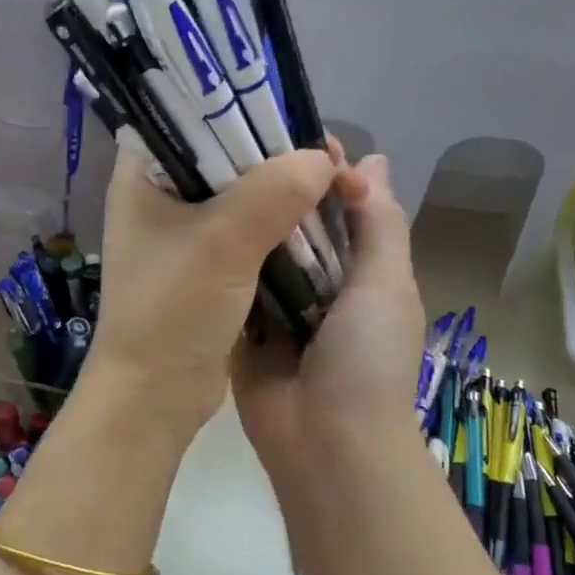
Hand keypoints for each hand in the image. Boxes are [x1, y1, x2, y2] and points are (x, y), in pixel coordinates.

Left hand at [86, 142, 338, 440]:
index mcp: (144, 176)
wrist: (155, 395)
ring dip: (288, 192)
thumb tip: (322, 161)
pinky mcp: (208, 266)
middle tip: (332, 159)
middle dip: (281, 155)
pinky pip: (251, 231)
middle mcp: (161, 197)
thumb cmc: (173, 310)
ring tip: (337, 185)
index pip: (192, 116)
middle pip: (227, 154)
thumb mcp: (223, 243)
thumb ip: (274, 192)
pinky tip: (320, 222)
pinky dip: (283, 226)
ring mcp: (185, 234)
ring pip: (245, 194)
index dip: (246, 108)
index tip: (297, 118)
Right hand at [232, 154, 427, 516]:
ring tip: (199, 170)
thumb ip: (379, 224)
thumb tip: (368, 160)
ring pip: (259, 251)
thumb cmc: (367, 359)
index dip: (321, 169)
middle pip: (296, 225)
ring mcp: (278, 307)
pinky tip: (187, 222)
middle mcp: (320, 283)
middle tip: (227, 144)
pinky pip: (230, 286)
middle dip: (272, 190)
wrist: (324, 445)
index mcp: (362, 270)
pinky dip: (217, 261)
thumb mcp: (387, 284)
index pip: (343, 205)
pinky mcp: (242, 329)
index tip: (284, 129)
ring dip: (241, 221)